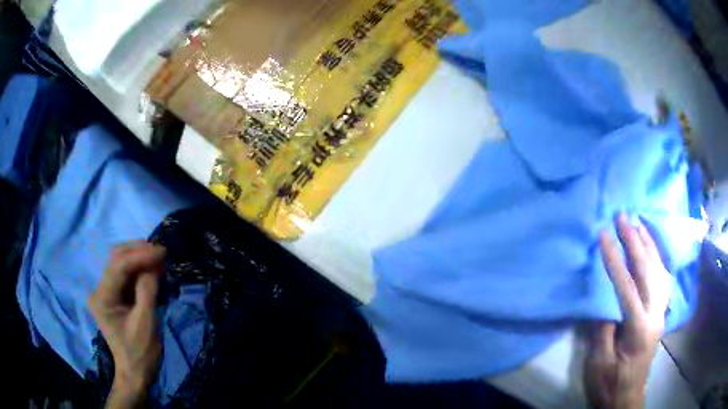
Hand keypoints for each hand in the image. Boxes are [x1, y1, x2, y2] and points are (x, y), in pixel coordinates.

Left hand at [89, 242, 164, 407]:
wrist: (135, 372)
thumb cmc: (141, 352)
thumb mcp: (146, 323)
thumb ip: (147, 291)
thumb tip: (153, 265)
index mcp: (102, 298)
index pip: (119, 266)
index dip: (140, 255)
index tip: (162, 251)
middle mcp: (99, 290)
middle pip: (116, 258)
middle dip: (138, 251)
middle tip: (161, 252)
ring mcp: (105, 292)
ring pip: (120, 263)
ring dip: (139, 258)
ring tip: (159, 259)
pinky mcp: (113, 295)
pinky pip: (125, 275)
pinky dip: (139, 269)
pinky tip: (152, 269)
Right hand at [584, 214, 671, 408]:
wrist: (627, 397)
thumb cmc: (609, 384)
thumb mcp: (599, 363)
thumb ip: (602, 328)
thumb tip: (603, 297)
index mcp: (639, 328)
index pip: (626, 287)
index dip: (614, 260)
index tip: (603, 236)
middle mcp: (655, 314)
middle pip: (648, 270)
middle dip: (635, 241)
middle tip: (623, 217)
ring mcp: (661, 311)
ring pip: (659, 269)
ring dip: (649, 243)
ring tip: (638, 222)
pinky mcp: (661, 311)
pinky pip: (663, 277)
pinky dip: (658, 257)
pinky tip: (652, 247)